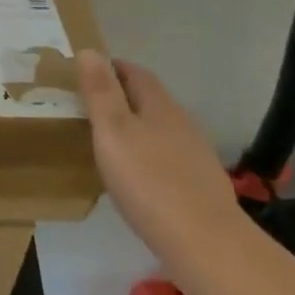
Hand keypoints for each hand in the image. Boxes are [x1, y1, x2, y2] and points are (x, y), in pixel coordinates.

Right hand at [77, 51, 243, 261]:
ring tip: (112, 144)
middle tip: (92, 107)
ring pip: (162, 130)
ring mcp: (197, 156)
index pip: (135, 72)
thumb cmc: (149, 181)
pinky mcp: (202, 187)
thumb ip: (100, 92)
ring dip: (138, 129)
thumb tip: (90, 50)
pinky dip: (151, 158)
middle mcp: (182, 123)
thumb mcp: (113, 131)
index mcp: (159, 105)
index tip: (87, 72)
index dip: (112, 67)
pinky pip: (170, 160)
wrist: (206, 244)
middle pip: (150, 100)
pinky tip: (140, 179)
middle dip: (123, 97)